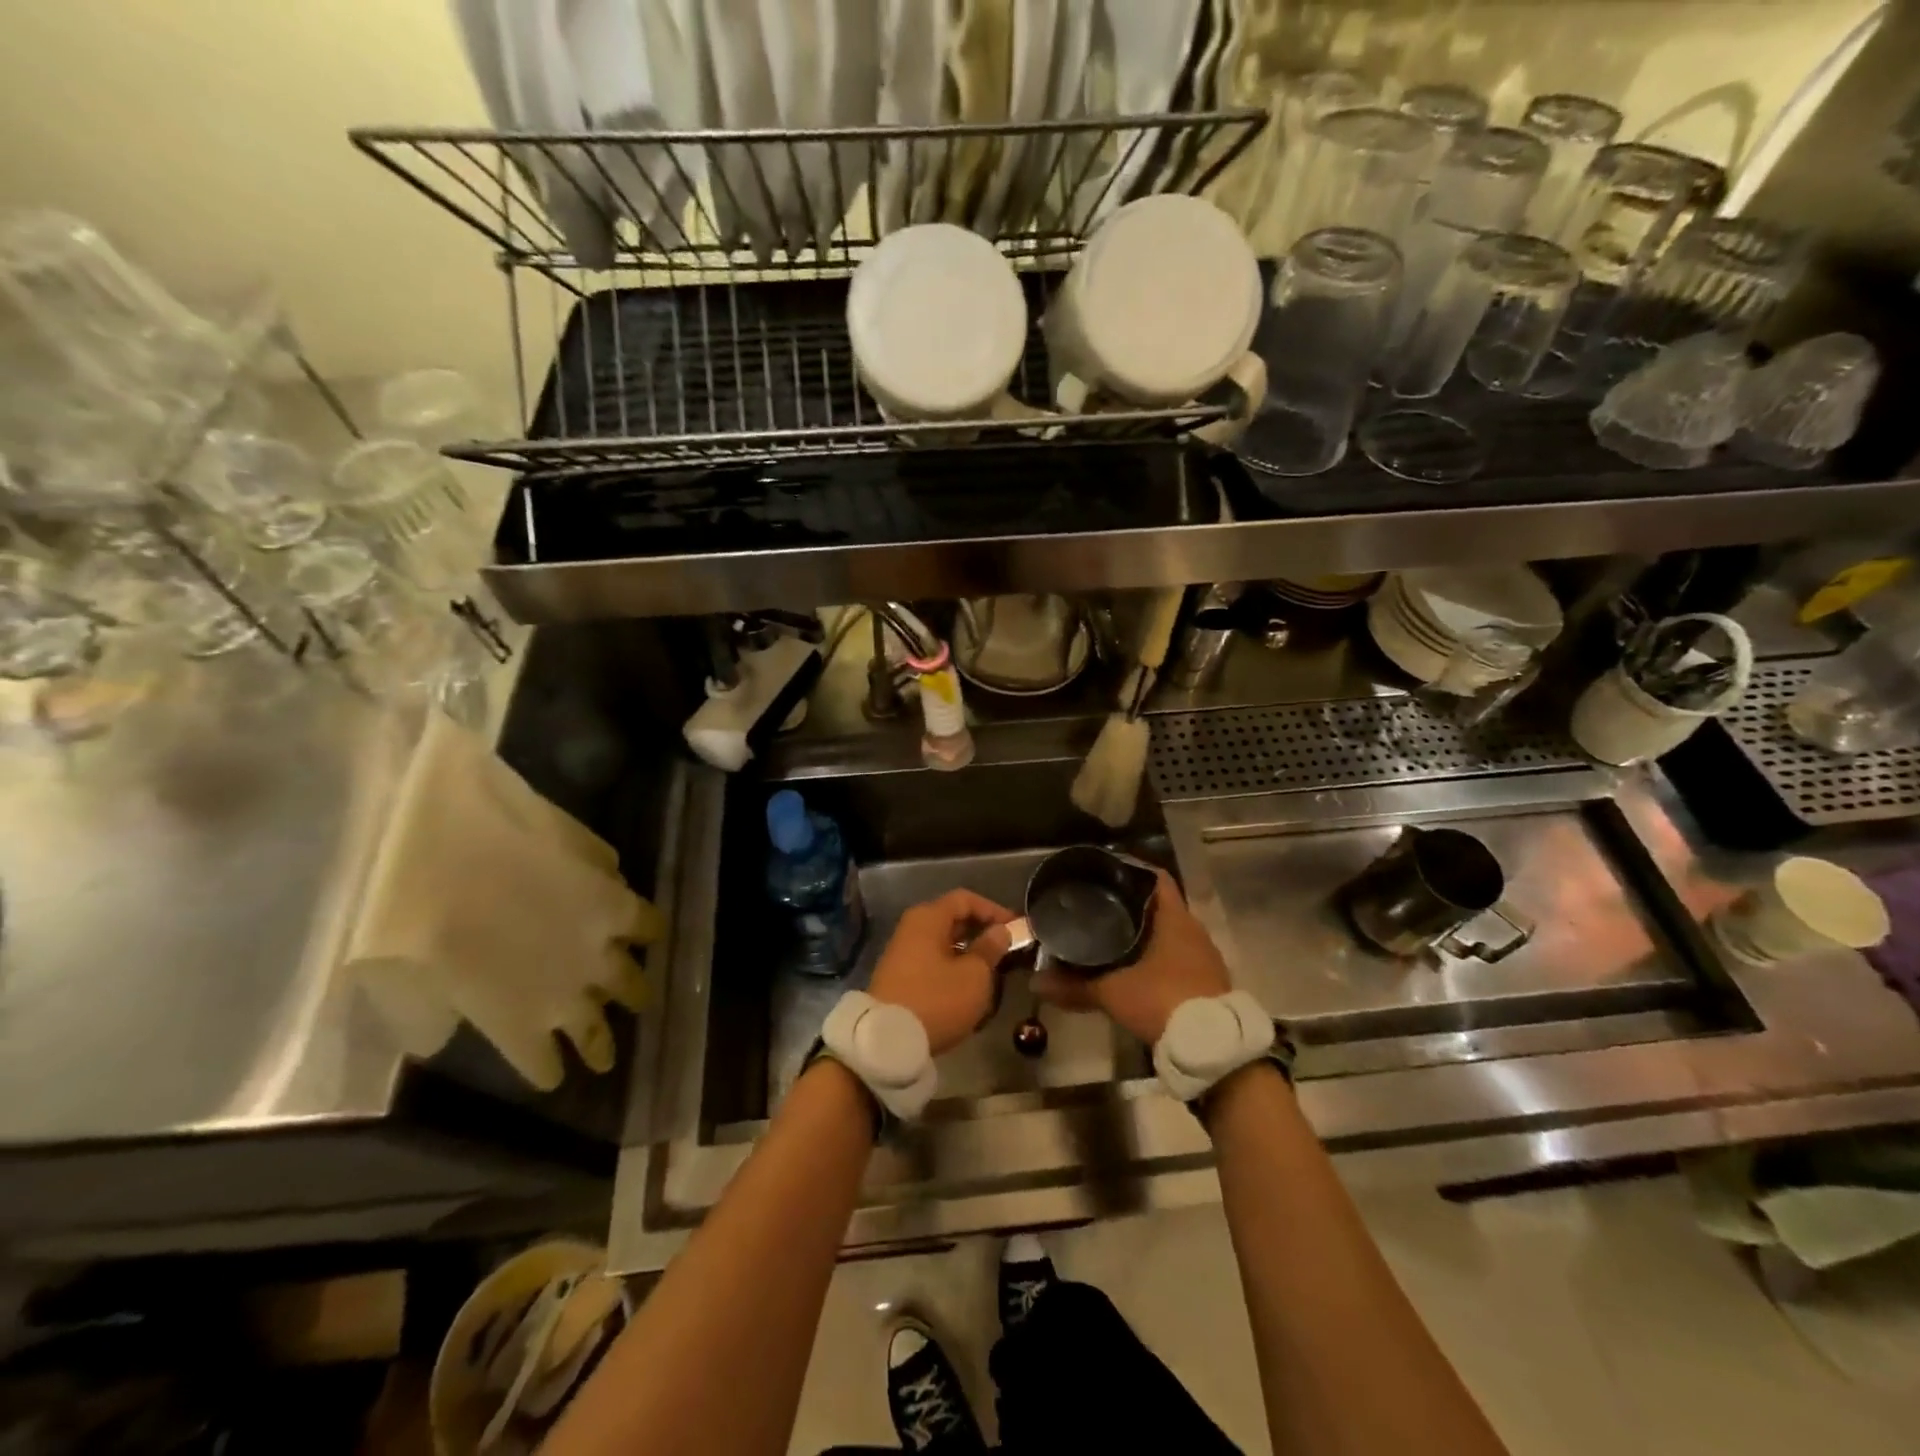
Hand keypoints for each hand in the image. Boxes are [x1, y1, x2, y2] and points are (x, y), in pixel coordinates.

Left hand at [867, 888, 1016, 1054]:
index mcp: (928, 918)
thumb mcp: (974, 975)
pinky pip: (932, 961)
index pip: (965, 899)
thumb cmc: (937, 1000)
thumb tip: (999, 931)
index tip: (1016, 928)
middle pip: (952, 919)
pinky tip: (967, 987)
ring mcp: (902, 953)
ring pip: (943, 942)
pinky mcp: (899, 977)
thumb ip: (990, 948)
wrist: (887, 1041)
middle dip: (981, 932)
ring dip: (968, 952)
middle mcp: (911, 928)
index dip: (994, 910)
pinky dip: (952, 967)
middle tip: (1007, 950)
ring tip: (993, 971)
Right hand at [1033, 870, 1229, 1043]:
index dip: (1132, 871)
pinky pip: (1180, 957)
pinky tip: (1137, 967)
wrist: (1212, 1048)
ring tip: (1113, 935)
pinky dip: (1159, 957)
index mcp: (1175, 919)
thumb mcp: (1113, 992)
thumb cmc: (1163, 1000)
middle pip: (1162, 906)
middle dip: (1133, 905)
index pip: (1156, 878)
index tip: (1106, 873)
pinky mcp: (1209, 982)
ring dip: (1148, 933)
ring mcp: (1205, 957)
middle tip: (1100, 906)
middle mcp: (1194, 930)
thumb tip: (1036, 982)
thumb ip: (1074, 986)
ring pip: (1172, 933)